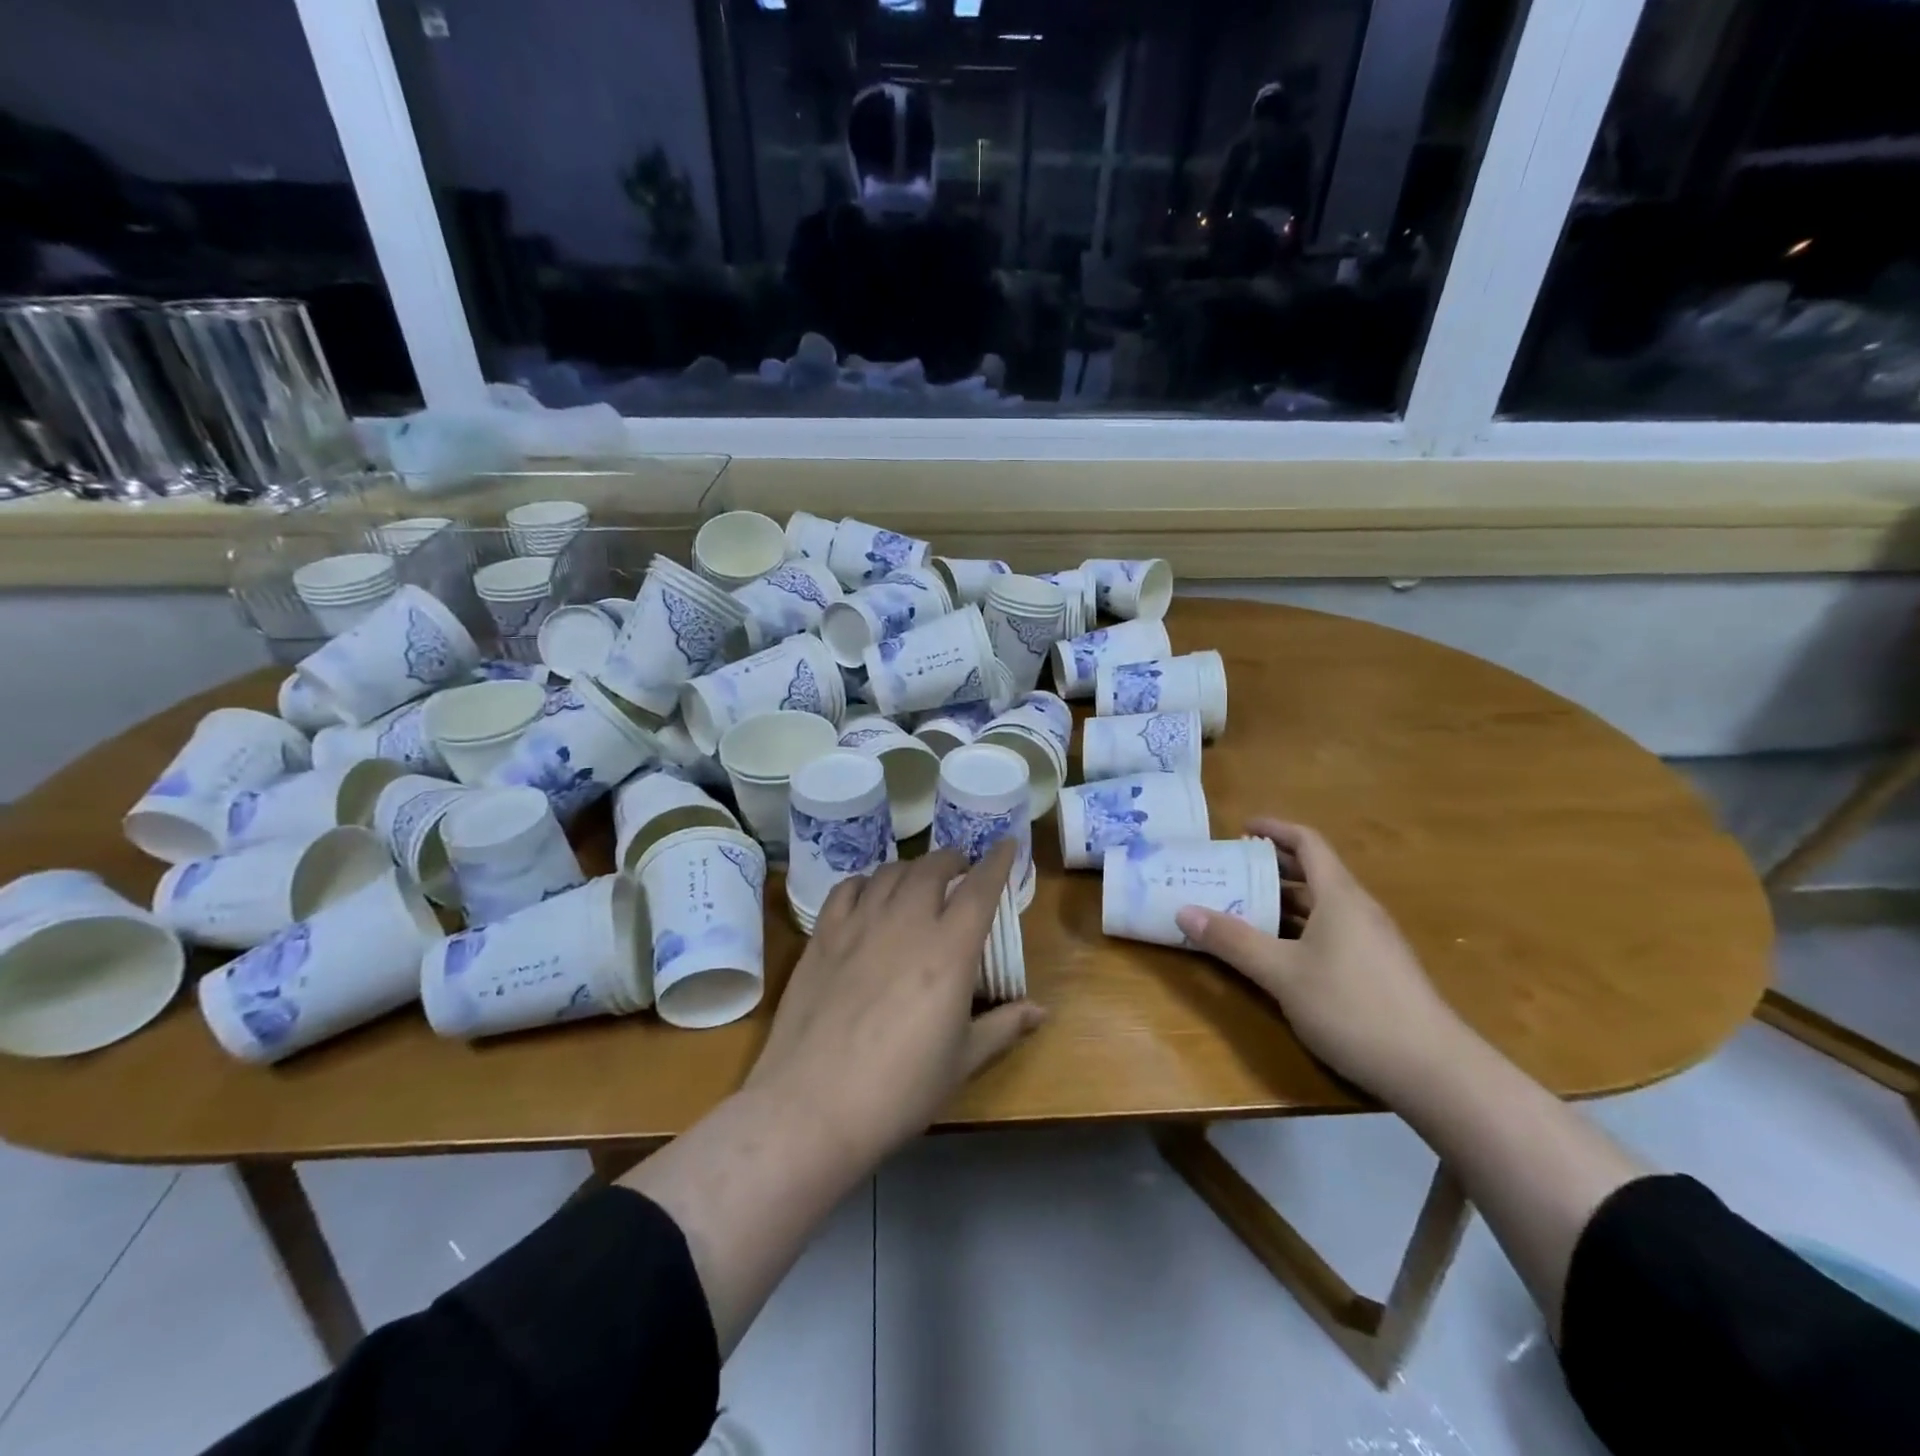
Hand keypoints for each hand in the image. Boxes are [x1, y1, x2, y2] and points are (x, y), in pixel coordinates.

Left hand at [747, 841, 1045, 1166]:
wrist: (812, 1105)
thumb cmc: (899, 1090)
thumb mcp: (962, 1062)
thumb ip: (1003, 1026)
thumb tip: (1040, 1010)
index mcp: (948, 950)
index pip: (980, 888)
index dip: (996, 861)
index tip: (1006, 844)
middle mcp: (906, 923)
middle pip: (933, 868)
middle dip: (953, 860)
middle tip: (961, 869)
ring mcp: (859, 925)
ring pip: (891, 872)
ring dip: (913, 868)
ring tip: (919, 880)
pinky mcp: (823, 936)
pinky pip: (848, 889)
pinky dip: (867, 882)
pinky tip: (870, 894)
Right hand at [1174, 819, 1464, 1099]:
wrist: (1435, 1071)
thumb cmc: (1353, 1007)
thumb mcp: (1282, 974)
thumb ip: (1233, 941)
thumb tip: (1183, 910)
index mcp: (1339, 897)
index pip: (1307, 842)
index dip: (1274, 829)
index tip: (1240, 829)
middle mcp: (1358, 910)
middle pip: (1313, 873)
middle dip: (1270, 867)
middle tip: (1229, 871)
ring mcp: (1372, 941)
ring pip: (1321, 906)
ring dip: (1282, 902)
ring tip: (1242, 909)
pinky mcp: (1377, 970)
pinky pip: (1330, 932)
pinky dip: (1298, 929)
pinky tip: (1278, 954)